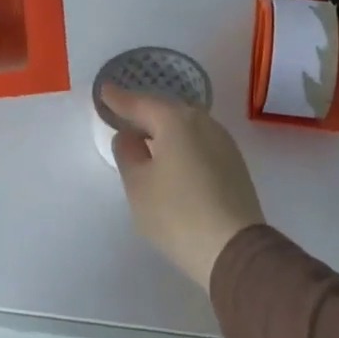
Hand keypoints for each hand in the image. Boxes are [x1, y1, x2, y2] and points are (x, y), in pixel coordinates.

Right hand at [104, 85, 264, 291]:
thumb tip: (129, 136)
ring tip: (146, 137)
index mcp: (176, 121)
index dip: (119, 99)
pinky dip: (181, 145)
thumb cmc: (177, 213)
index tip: (104, 90)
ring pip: (186, 127)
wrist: (234, 247)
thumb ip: (128, 154)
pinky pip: (199, 143)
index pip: (141, 104)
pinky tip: (173, 158)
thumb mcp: (138, 185)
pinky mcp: (234, 163)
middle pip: (167, 111)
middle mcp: (203, 122)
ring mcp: (223, 141)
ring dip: (164, 130)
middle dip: (144, 112)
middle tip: (123, 114)